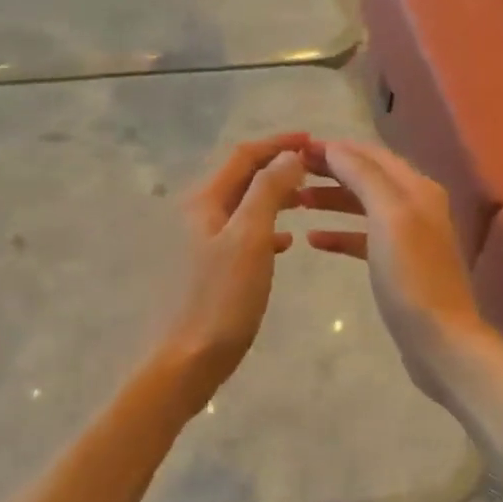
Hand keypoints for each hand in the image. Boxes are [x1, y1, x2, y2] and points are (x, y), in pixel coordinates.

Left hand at [159, 133, 308, 406]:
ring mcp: (199, 242)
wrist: (186, 361)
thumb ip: (268, 191)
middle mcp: (196, 214)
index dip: (278, 144)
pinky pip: (241, 234)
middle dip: (277, 167)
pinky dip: (265, 228)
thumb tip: (289, 156)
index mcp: (203, 201)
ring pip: (243, 206)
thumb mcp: (250, 239)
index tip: (313, 140)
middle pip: (241, 177)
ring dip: (273, 196)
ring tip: (307, 199)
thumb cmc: (220, 299)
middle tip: (315, 168)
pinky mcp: (208, 268)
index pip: (244, 156)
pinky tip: (286, 243)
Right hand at [300, 140, 486, 398]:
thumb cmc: (411, 276)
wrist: (440, 339)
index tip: (296, 149)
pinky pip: (363, 238)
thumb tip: (335, 147)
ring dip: (331, 200)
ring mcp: (408, 236)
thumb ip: (364, 176)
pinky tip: (313, 240)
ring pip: (363, 206)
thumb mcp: (389, 217)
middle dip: (330, 171)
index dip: (336, 148)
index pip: (371, 154)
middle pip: (367, 177)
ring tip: (295, 202)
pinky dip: (339, 234)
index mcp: (417, 188)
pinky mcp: (397, 265)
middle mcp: (416, 204)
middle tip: (290, 172)